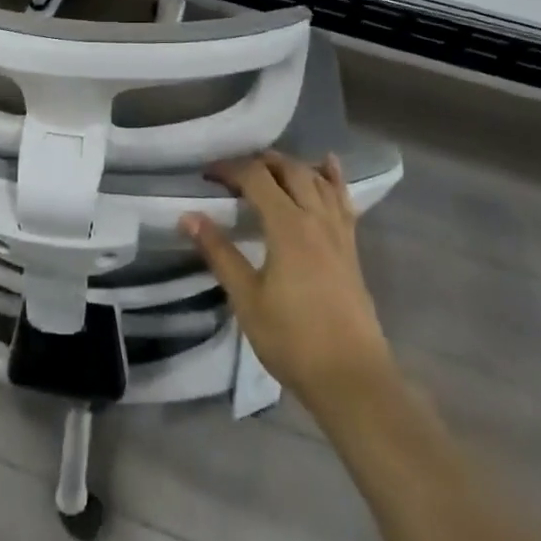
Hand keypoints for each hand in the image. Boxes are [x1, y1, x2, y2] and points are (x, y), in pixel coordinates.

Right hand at [181, 153, 391, 406]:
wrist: (352, 378)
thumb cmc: (293, 339)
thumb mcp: (246, 298)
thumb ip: (219, 253)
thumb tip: (188, 217)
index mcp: (287, 226)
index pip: (256, 177)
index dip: (230, 169)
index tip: (207, 175)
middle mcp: (315, 218)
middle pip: (289, 170)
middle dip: (259, 162)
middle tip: (234, 173)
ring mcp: (338, 231)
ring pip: (317, 179)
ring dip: (291, 165)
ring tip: (269, 167)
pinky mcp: (351, 247)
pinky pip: (342, 199)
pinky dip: (332, 177)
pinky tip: (328, 165)